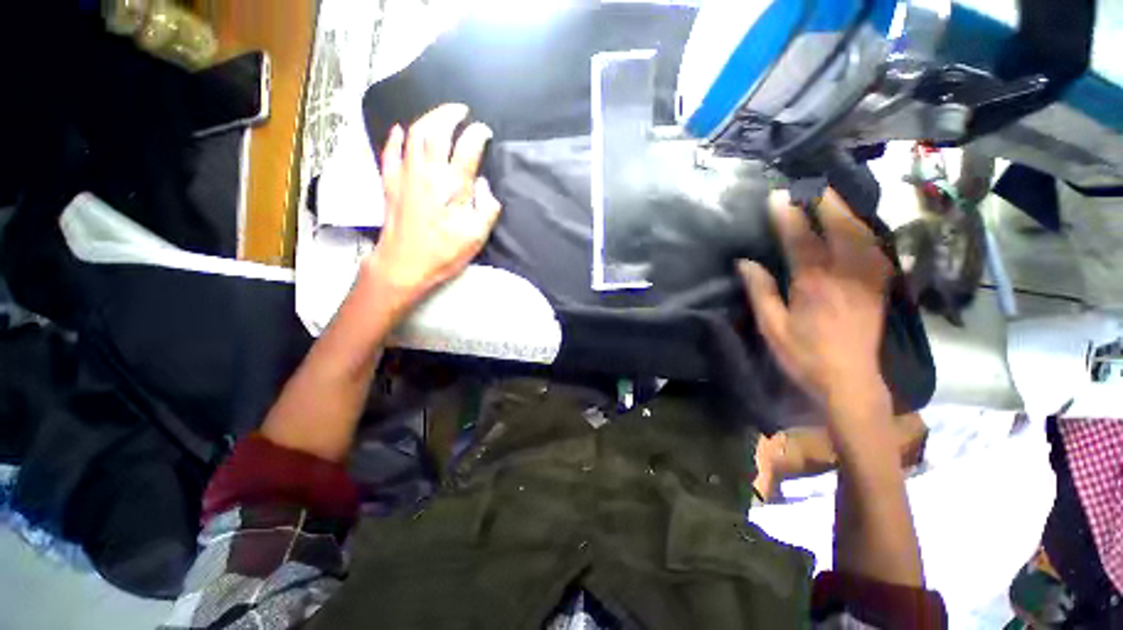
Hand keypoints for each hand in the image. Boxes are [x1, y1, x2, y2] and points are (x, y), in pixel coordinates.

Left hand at [363, 103, 501, 312]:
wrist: (403, 265)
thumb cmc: (442, 254)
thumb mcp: (476, 237)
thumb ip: (487, 209)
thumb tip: (483, 184)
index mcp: (452, 186)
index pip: (467, 148)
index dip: (477, 134)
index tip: (485, 131)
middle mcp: (428, 173)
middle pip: (437, 131)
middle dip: (450, 114)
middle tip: (461, 110)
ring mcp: (405, 175)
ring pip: (414, 134)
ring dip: (427, 118)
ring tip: (439, 115)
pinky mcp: (390, 183)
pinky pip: (390, 152)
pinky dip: (395, 137)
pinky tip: (400, 130)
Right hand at [739, 189, 891, 407]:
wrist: (850, 381)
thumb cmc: (803, 355)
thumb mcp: (772, 327)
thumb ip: (760, 291)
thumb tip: (745, 262)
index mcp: (813, 283)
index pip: (800, 239)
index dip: (788, 215)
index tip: (777, 196)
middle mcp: (845, 274)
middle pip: (839, 227)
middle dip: (824, 202)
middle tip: (810, 185)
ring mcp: (867, 279)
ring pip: (862, 234)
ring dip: (846, 211)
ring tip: (831, 198)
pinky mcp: (879, 287)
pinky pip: (876, 249)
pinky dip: (864, 231)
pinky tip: (857, 227)